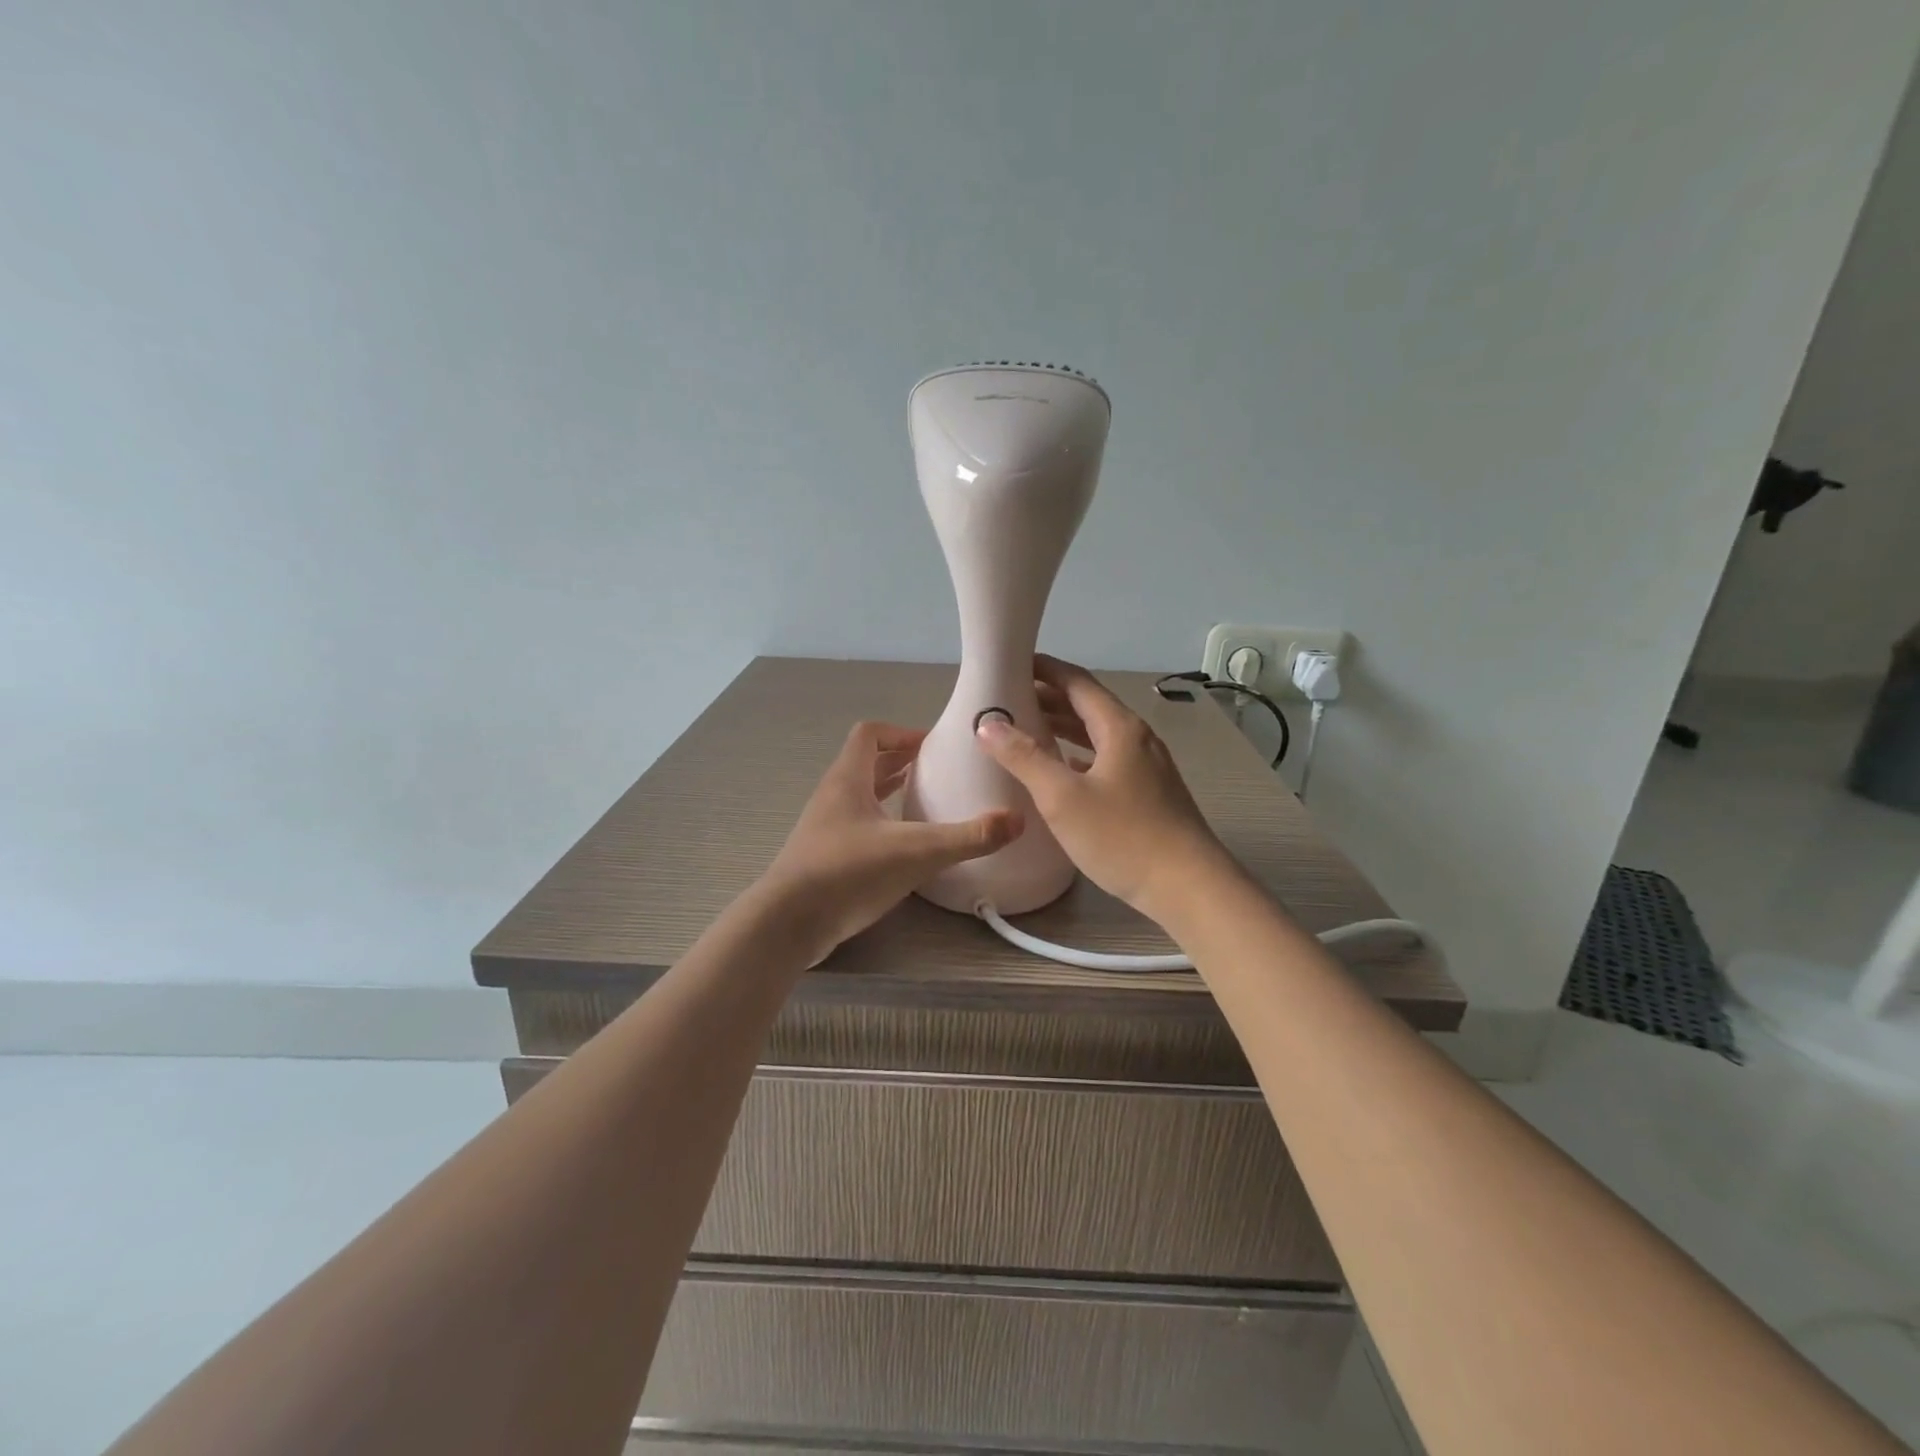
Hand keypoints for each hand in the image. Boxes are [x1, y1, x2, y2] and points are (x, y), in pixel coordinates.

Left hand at [757, 721, 1021, 961]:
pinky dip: (882, 825)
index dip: (901, 732)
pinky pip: (857, 827)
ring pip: (860, 797)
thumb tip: (1017, 820)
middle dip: (901, 762)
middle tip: (938, 771)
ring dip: (890, 793)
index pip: (869, 734)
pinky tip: (905, 846)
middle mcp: (833, 797)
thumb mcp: (916, 852)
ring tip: (926, 802)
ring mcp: (825, 828)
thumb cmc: (848, 873)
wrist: (787, 924)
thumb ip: (968, 837)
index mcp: (848, 779)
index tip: (933, 746)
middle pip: (866, 763)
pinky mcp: (824, 858)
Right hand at [975, 655, 1234, 917]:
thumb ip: (1024, 757)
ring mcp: (1148, 766)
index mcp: (1120, 728)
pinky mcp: (1150, 793)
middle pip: (1089, 706)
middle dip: (1048, 698)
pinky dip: (1079, 755)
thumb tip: (988, 724)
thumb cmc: (1123, 838)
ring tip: (1026, 730)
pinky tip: (1062, 771)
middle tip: (1008, 700)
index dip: (1044, 669)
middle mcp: (1137, 738)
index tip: (1010, 664)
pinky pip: (1107, 759)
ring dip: (1063, 727)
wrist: (1189, 888)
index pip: (1077, 682)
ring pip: (1098, 735)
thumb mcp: (1063, 797)